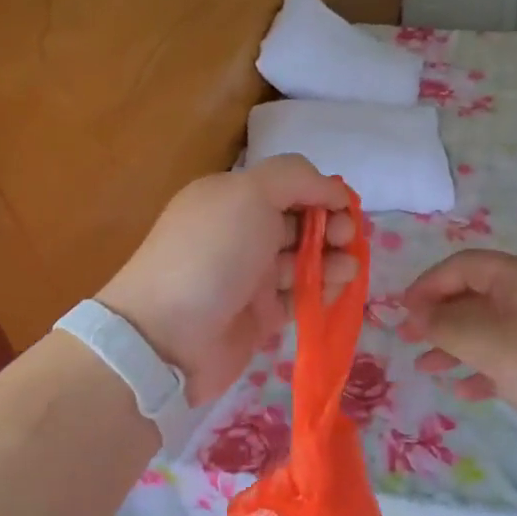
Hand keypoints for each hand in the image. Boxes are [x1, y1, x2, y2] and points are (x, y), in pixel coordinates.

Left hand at [99, 156, 357, 405]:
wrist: (168, 337)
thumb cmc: (212, 254)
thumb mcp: (249, 193)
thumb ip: (295, 178)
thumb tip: (332, 190)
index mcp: (232, 198)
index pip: (288, 185)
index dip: (320, 192)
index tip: (344, 207)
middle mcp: (241, 233)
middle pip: (299, 222)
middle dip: (330, 225)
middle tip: (347, 239)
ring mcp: (249, 276)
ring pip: (303, 260)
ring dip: (331, 259)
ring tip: (348, 269)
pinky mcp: (259, 315)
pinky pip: (299, 297)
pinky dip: (321, 291)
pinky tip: (336, 290)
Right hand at [398, 249, 516, 473]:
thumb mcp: (493, 344)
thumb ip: (448, 325)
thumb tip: (415, 312)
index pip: (462, 266)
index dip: (426, 285)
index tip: (399, 314)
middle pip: (474, 295)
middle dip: (438, 316)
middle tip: (406, 342)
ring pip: (490, 328)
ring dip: (456, 345)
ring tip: (426, 369)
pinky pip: (511, 355)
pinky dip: (485, 368)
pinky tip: (467, 391)